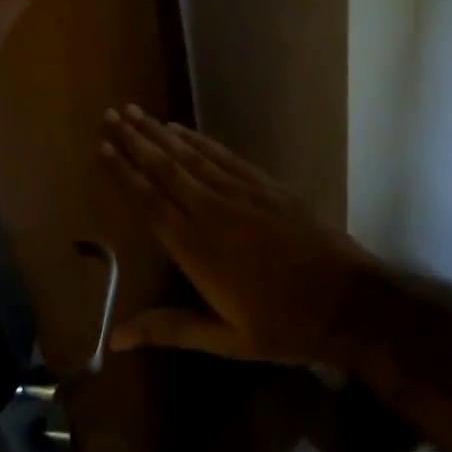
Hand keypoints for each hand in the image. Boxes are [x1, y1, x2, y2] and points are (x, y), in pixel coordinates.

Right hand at [100, 107, 374, 365]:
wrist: (350, 301)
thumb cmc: (284, 326)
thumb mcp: (226, 340)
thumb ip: (170, 329)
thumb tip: (115, 339)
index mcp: (196, 247)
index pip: (149, 202)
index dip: (123, 173)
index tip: (101, 147)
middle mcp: (212, 211)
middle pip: (165, 168)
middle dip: (135, 140)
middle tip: (110, 114)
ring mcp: (241, 193)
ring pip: (190, 156)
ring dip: (159, 133)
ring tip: (135, 111)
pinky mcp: (265, 185)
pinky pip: (223, 155)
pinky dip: (198, 139)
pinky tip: (181, 128)